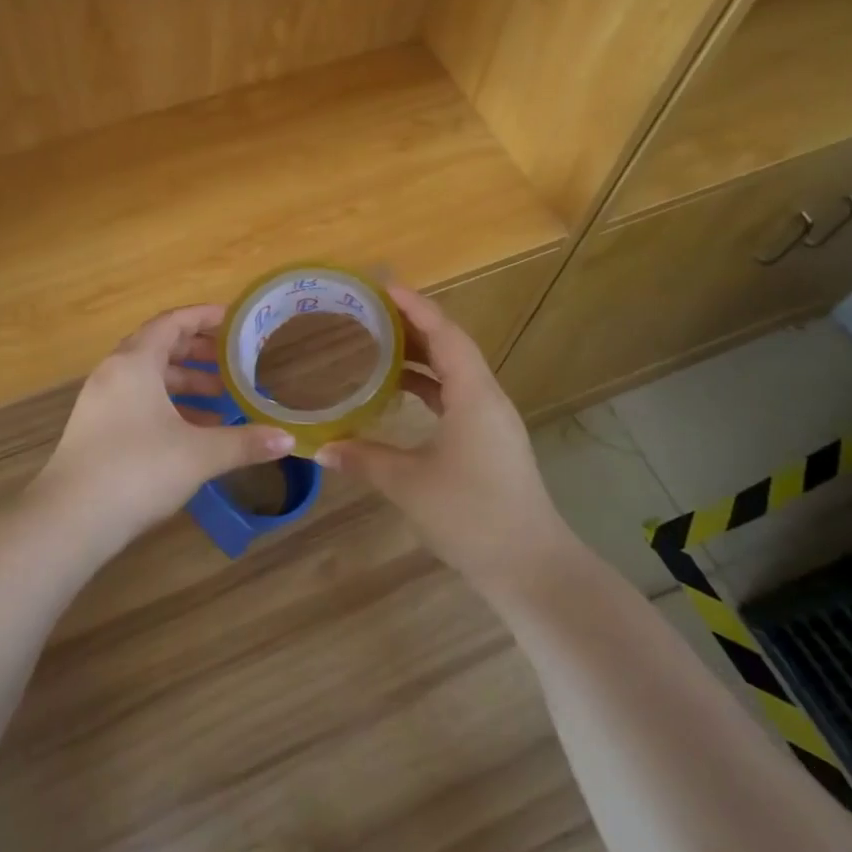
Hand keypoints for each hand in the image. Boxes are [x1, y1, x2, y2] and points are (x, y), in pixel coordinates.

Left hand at [34, 304, 294, 548]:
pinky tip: (193, 433)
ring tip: (221, 400)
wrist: (70, 519)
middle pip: (159, 348)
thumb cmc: (138, 470)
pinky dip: (167, 407)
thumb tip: (288, 440)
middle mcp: (113, 373)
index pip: (172, 323)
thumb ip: (245, 442)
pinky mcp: (95, 430)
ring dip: (184, 384)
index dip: (204, 317)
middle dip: (198, 353)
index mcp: (135, 363)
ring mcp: (100, 403)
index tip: (233, 321)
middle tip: (232, 363)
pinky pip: (137, 403)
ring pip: (148, 379)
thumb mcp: (199, 454)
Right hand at [315, 284, 579, 597]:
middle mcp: (487, 398)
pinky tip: (399, 392)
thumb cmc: (471, 515)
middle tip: (371, 310)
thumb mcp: (408, 484)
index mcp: (474, 395)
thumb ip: (363, 459)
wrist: (531, 566)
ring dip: (420, 355)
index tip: (382, 285)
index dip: (415, 306)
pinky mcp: (489, 442)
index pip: (444, 333)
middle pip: (451, 346)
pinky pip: (456, 396)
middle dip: (413, 324)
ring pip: (454, 372)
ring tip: (379, 343)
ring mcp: (492, 421)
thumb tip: (321, 448)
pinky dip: (428, 385)